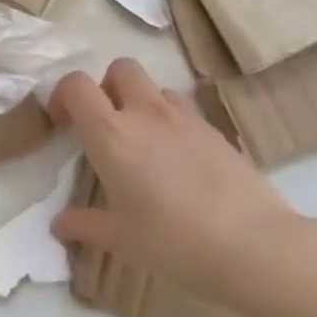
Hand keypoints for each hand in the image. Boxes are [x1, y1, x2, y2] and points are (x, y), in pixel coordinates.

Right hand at [48, 59, 297, 302]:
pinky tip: (179, 161)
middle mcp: (145, 114)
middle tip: (105, 124)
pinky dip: (172, 123)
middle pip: (120, 69)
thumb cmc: (175, 241)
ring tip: (144, 143)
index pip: (76, 85)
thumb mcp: (121, 240)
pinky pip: (184, 111)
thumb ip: (85, 226)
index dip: (63, 95)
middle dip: (106, 87)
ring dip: (141, 103)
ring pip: (155, 87)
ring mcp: (185, 119)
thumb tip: (59, 225)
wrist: (256, 247)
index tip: (64, 124)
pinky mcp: (216, 131)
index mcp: (111, 133)